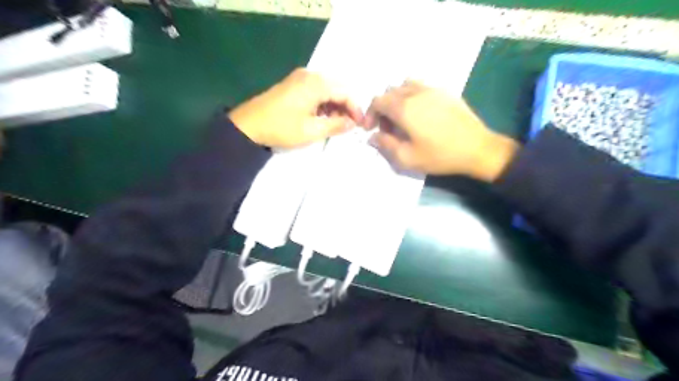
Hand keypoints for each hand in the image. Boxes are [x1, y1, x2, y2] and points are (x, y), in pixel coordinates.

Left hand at [227, 67, 362, 146]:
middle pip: (337, 89)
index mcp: (316, 83)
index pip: (345, 93)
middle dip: (346, 107)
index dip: (356, 109)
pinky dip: (323, 104)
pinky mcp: (293, 84)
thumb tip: (353, 123)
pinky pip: (316, 91)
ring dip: (335, 106)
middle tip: (350, 126)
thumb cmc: (281, 128)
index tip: (361, 125)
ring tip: (337, 125)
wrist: (248, 126)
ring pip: (327, 90)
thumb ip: (336, 125)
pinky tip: (323, 118)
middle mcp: (310, 75)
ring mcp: (300, 78)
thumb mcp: (312, 130)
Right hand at [364, 80, 517, 180]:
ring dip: (397, 99)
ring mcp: (432, 89)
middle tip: (389, 129)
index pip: (377, 101)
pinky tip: (421, 114)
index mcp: (404, 108)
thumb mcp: (407, 157)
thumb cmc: (440, 155)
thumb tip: (373, 137)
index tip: (371, 129)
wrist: (477, 148)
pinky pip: (421, 86)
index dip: (370, 114)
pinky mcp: (445, 91)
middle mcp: (415, 92)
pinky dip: (412, 96)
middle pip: (389, 92)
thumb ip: (385, 145)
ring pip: (405, 85)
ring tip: (403, 118)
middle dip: (383, 109)